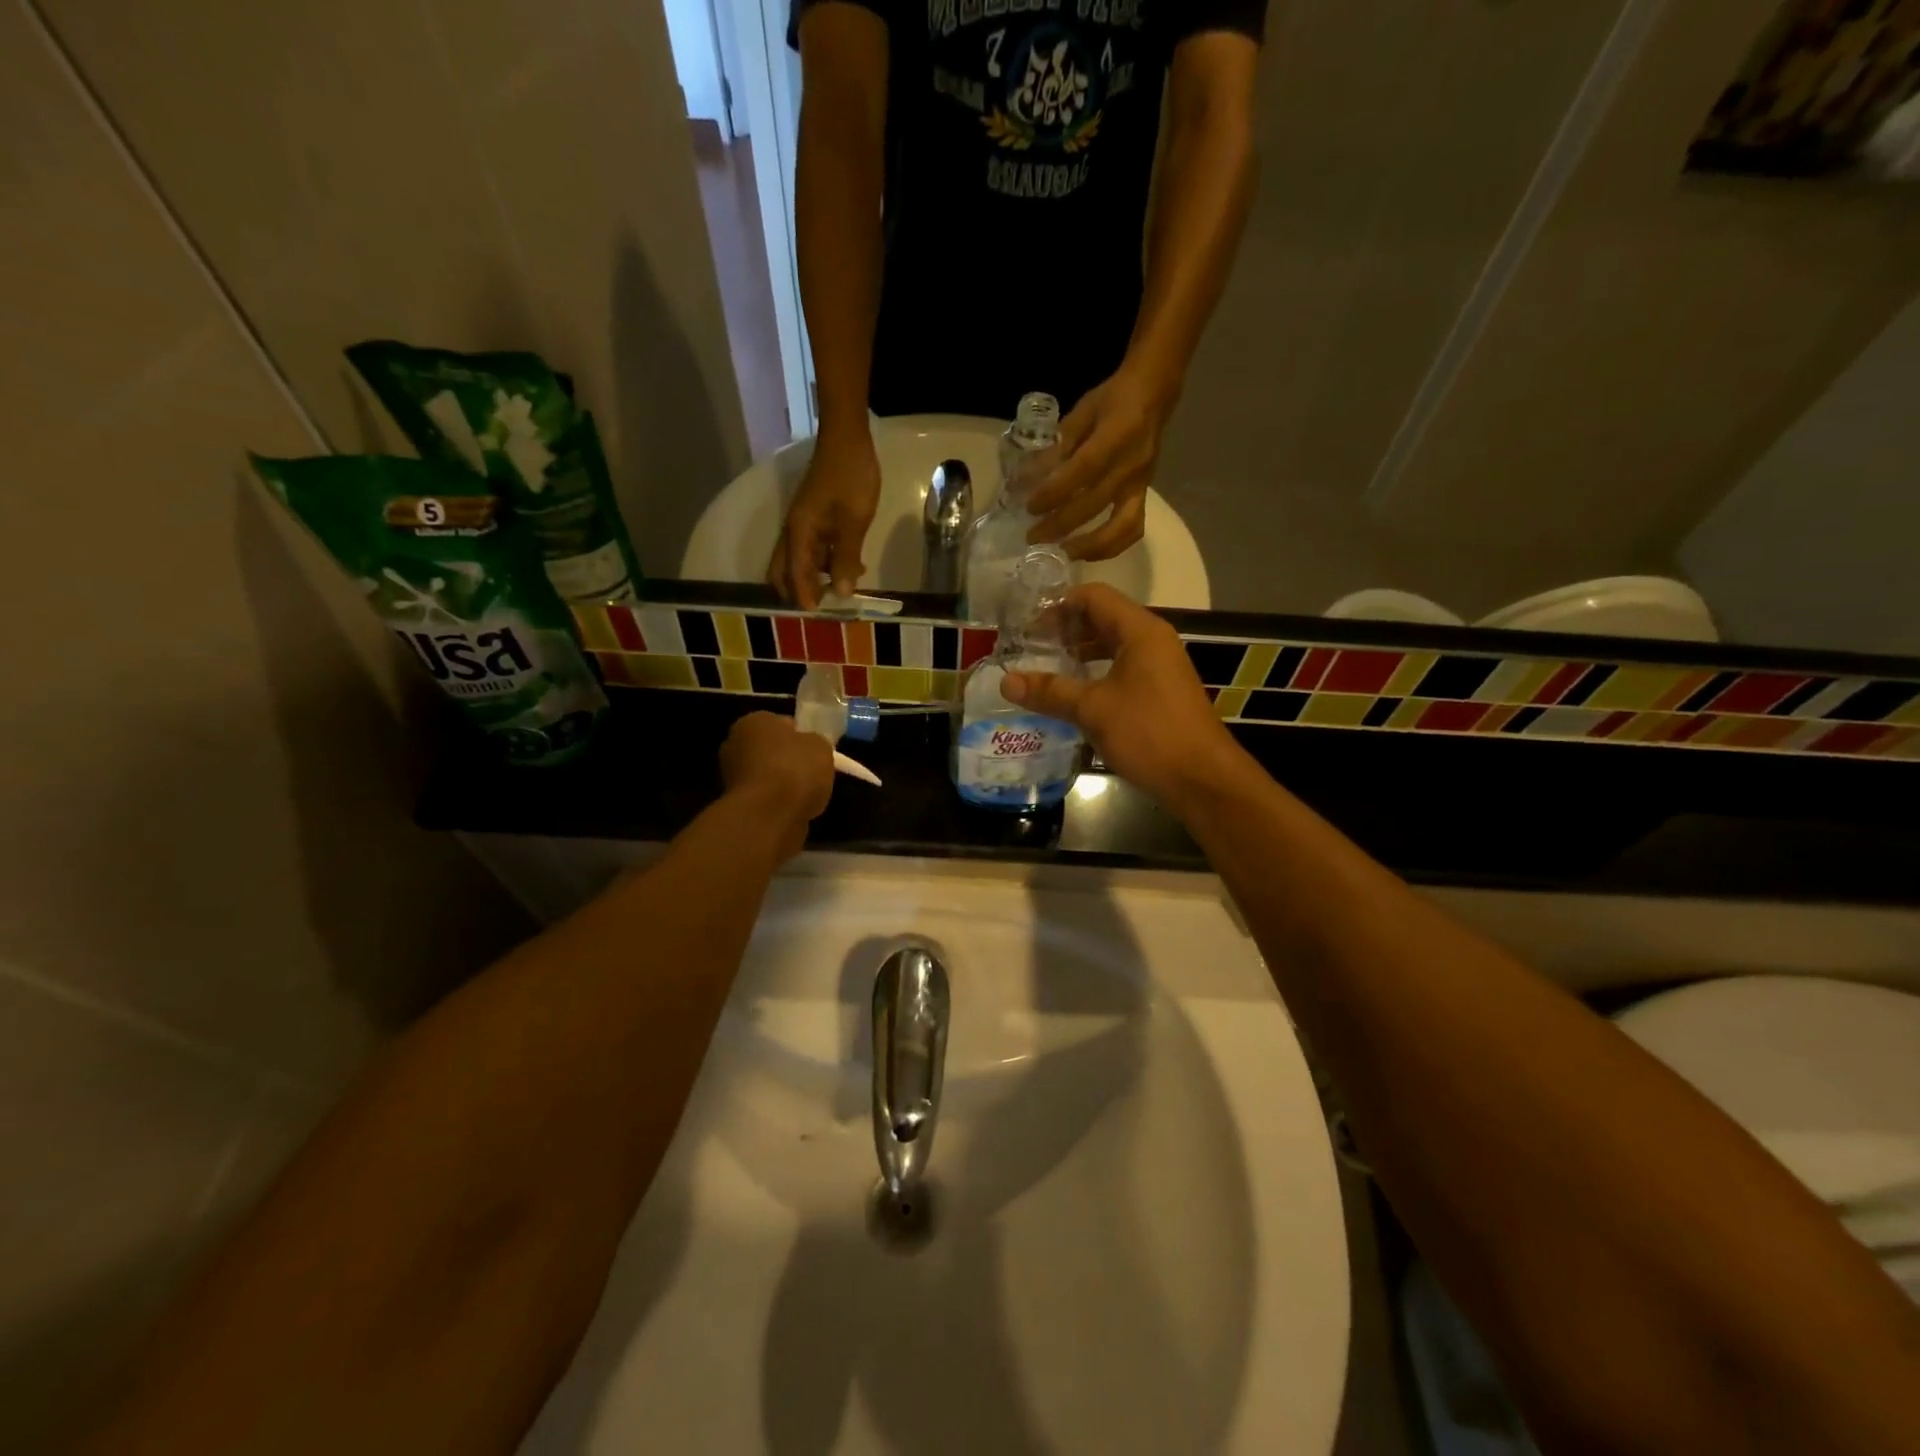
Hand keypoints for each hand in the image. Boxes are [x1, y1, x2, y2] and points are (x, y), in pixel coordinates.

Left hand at [718, 712, 834, 860]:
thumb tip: (809, 747)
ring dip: (782, 783)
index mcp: (754, 721)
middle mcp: (735, 744)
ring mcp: (731, 776)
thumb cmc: (795, 770)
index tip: (816, 751)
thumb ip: (814, 743)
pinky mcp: (735, 804)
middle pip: (771, 749)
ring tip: (807, 795)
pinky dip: (777, 803)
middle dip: (788, 759)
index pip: (782, 723)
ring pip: (766, 775)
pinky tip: (794, 810)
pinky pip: (764, 798)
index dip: (801, 736)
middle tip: (813, 773)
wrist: (769, 816)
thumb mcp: (821, 747)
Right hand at [768, 425, 881, 608]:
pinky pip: (814, 549)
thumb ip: (846, 558)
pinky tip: (851, 568)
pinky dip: (826, 563)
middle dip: (800, 591)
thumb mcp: (853, 523)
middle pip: (784, 571)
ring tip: (844, 590)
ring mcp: (803, 524)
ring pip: (800, 561)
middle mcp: (793, 532)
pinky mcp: (815, 518)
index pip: (794, 575)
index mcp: (798, 534)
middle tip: (824, 607)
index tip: (817, 616)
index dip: (804, 597)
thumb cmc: (850, 478)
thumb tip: (840, 593)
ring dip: (816, 578)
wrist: (847, 438)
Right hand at [1001, 584, 1244, 813]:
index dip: (1057, 606)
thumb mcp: (1093, 710)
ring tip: (1044, 670)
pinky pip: (1121, 669)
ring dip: (1078, 653)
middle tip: (1029, 648)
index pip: (1093, 596)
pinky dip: (1095, 673)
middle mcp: (1152, 640)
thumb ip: (1050, 691)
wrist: (1202, 779)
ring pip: (1111, 646)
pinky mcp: (1159, 691)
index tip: (1027, 627)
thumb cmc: (1149, 733)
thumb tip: (1006, 681)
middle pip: (1102, 618)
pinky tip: (1073, 695)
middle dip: (1065, 630)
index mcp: (1140, 631)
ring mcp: (1159, 666)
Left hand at [1026, 369, 1173, 561]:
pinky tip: (1086, 552)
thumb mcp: (1081, 412)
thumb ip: (1056, 446)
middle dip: (1060, 525)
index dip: (1054, 492)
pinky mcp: (1144, 496)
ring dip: (1088, 546)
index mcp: (1115, 435)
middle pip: (1094, 504)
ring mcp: (1140, 484)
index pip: (1082, 471)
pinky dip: (1109, 547)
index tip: (1029, 506)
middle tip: (1032, 537)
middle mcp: (1131, 465)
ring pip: (1120, 527)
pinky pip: (1132, 529)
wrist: (1154, 394)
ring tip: (1060, 553)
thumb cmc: (1113, 400)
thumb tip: (1025, 478)